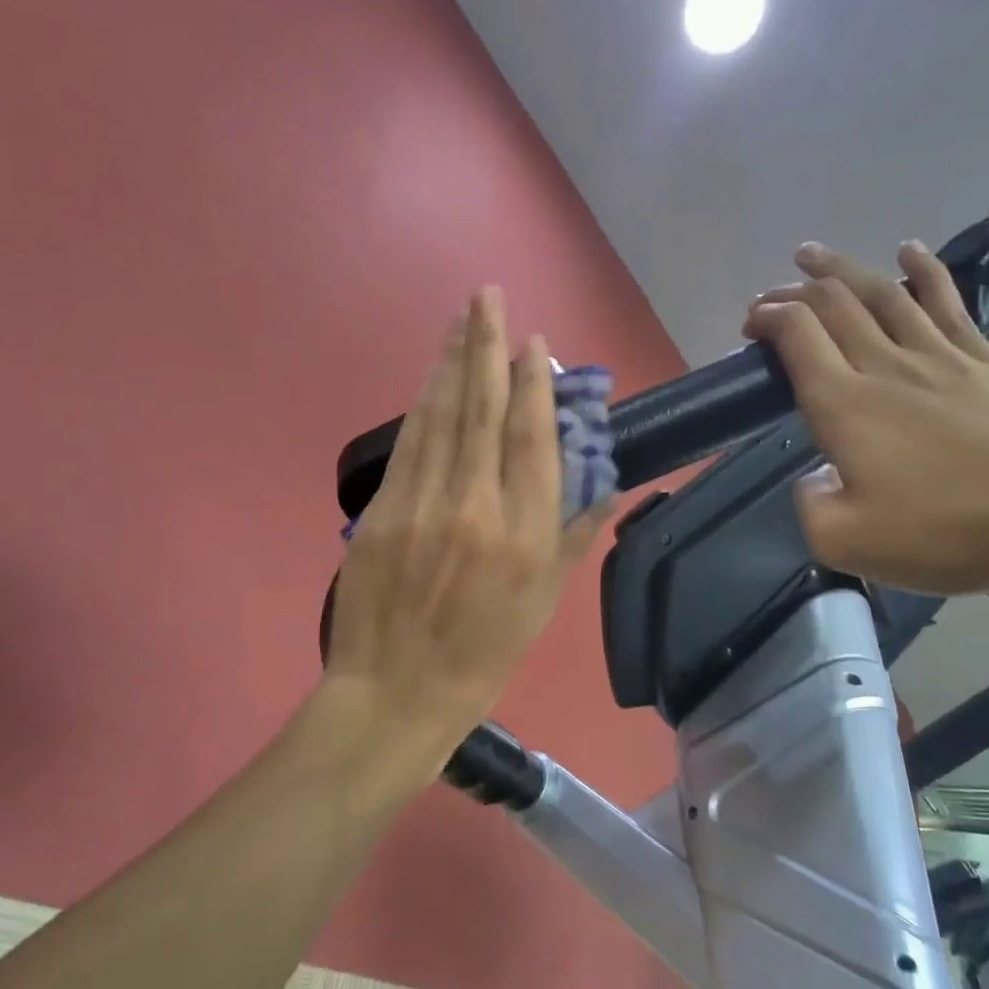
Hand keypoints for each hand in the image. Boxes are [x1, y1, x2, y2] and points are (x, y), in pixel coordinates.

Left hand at [325, 287, 610, 754]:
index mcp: (524, 536)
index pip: (531, 439)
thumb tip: (606, 488)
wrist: (396, 693)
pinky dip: (422, 405)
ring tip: (461, 320)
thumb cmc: (481, 656)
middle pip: (482, 411)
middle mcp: (475, 508)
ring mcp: (422, 506)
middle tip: (487, 295)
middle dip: (486, 347)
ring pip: (440, 417)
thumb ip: (573, 538)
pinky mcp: (383, 512)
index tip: (533, 344)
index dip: (533, 385)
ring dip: (451, 363)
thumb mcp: (542, 606)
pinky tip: (430, 378)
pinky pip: (409, 445)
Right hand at [743, 240, 988, 595]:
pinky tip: (910, 251)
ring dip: (843, 269)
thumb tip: (815, 479)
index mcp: (845, 404)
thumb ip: (810, 504)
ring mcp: (942, 357)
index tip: (751, 323)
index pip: (798, 335)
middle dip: (794, 290)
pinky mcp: (988, 362)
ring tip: (814, 255)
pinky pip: (947, 302)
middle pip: (835, 304)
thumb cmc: (946, 531)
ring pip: (883, 294)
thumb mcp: (845, 542)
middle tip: (771, 291)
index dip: (768, 317)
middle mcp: (887, 366)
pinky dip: (923, 271)